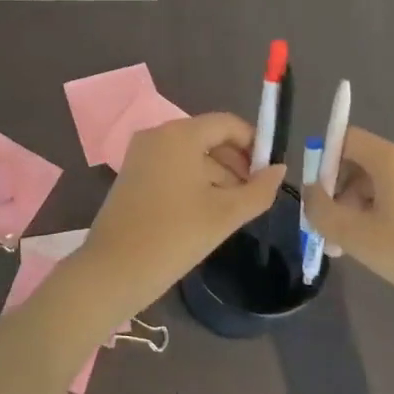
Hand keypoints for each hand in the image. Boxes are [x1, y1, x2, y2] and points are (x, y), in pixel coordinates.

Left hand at [66, 113, 286, 329]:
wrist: (114, 269)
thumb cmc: (175, 236)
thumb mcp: (226, 215)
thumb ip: (259, 190)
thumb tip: (279, 169)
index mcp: (180, 134)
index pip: (227, 124)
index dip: (254, 144)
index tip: (270, 173)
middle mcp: (158, 134)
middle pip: (208, 137)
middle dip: (236, 163)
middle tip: (255, 196)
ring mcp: (141, 153)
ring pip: (191, 154)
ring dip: (217, 175)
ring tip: (235, 210)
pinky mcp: (133, 172)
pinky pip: (173, 166)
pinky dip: (194, 181)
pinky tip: (207, 212)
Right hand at [301, 128, 393, 328]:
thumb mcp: (356, 237)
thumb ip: (321, 210)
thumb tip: (311, 192)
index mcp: (393, 159)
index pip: (347, 138)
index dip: (325, 163)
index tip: (322, 200)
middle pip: (366, 163)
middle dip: (344, 194)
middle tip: (337, 234)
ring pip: (389, 184)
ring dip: (367, 208)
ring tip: (365, 248)